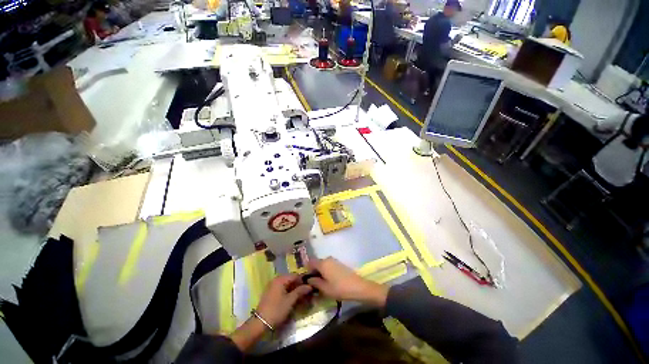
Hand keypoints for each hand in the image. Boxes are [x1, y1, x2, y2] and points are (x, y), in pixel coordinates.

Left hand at [230, 275, 311, 351]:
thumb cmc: (276, 310)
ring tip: (299, 297)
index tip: (309, 288)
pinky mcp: (270, 292)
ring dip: (293, 289)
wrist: (260, 323)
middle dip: (298, 285)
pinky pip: (282, 288)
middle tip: (305, 293)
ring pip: (287, 284)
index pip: (295, 275)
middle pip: (291, 279)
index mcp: (280, 279)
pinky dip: (288, 291)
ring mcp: (272, 285)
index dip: (303, 281)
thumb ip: (300, 291)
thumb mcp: (290, 301)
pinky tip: (291, 298)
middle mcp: (276, 279)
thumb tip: (310, 286)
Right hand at [306, 257, 388, 306]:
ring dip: (320, 273)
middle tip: (312, 285)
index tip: (306, 280)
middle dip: (313, 272)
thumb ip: (315, 283)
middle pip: (316, 263)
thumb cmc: (339, 288)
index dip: (306, 270)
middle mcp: (327, 259)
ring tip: (320, 285)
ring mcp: (334, 261)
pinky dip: (326, 272)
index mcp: (322, 263)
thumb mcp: (325, 288)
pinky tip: (329, 282)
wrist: (358, 287)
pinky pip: (328, 266)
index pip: (310, 262)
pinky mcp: (339, 264)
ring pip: (323, 265)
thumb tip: (308, 279)